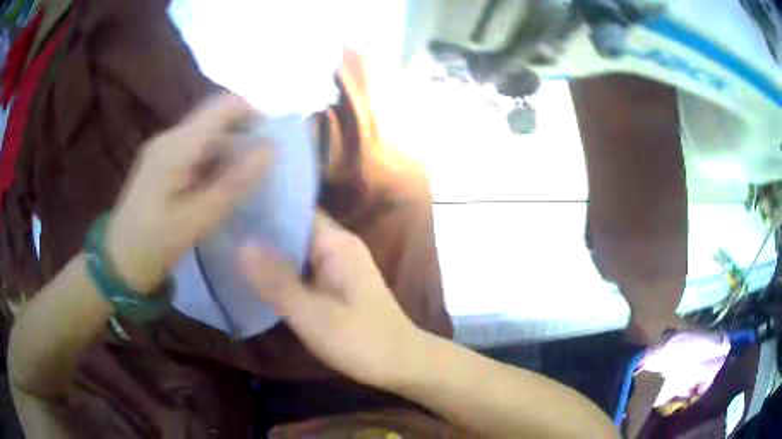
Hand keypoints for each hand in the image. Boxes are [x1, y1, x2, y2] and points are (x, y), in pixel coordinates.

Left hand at [107, 93, 270, 292]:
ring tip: (245, 179)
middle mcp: (169, 137)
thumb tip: (270, 150)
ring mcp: (163, 148)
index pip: (223, 106)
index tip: (274, 139)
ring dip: (230, 149)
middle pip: (216, 118)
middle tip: (263, 165)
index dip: (254, 113)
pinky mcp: (161, 161)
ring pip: (207, 134)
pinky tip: (219, 184)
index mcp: (177, 146)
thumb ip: (235, 182)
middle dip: (244, 133)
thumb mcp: (199, 219)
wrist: (119, 261)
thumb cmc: (156, 244)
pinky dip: (214, 160)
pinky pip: (195, 149)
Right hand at [239, 212, 423, 388]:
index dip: (262, 209)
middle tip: (223, 231)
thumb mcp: (312, 315)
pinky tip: (258, 275)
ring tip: (231, 248)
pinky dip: (283, 269)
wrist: (402, 363)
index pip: (294, 210)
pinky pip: (304, 267)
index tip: (229, 210)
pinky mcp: (338, 283)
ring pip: (297, 249)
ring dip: (270, 251)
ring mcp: (340, 264)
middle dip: (261, 231)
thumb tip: (241, 245)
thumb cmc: (360, 340)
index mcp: (336, 242)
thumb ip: (276, 281)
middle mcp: (339, 245)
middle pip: (294, 228)